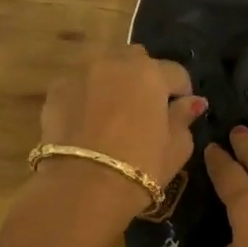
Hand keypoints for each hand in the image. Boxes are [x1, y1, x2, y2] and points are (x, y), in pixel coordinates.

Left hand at [37, 47, 206, 216]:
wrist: (84, 186)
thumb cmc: (141, 167)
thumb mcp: (177, 147)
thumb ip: (184, 118)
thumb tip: (192, 102)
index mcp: (151, 74)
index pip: (176, 73)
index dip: (182, 91)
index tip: (179, 111)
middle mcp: (115, 63)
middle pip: (136, 60)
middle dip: (144, 77)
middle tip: (144, 108)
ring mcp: (82, 73)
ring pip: (104, 68)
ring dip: (113, 82)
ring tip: (112, 113)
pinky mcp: (56, 90)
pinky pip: (79, 85)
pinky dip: (86, 96)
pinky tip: (87, 122)